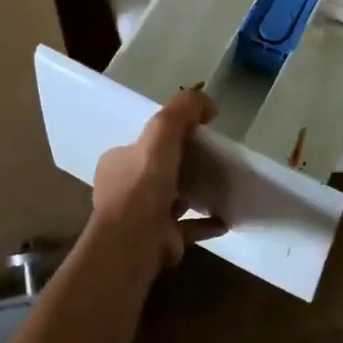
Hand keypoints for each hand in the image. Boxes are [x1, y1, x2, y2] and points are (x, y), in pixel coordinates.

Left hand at [91, 88, 225, 271]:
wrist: (136, 240)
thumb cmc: (144, 183)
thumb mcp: (161, 132)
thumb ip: (182, 110)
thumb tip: (206, 102)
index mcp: (117, 163)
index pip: (141, 145)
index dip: (165, 138)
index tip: (193, 134)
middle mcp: (123, 190)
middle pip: (157, 172)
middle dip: (181, 166)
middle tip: (211, 159)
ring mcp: (141, 218)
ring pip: (171, 200)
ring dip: (193, 194)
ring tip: (221, 186)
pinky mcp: (160, 239)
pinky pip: (188, 227)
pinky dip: (206, 222)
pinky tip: (226, 218)